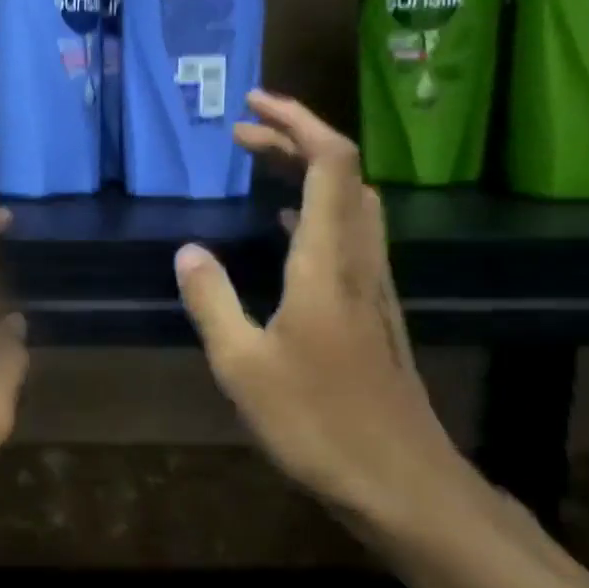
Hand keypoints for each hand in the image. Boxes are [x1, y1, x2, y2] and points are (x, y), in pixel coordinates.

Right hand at [175, 91, 477, 533]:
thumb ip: (212, 300)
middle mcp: (358, 260)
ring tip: (261, 164)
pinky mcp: (374, 310)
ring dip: (309, 171)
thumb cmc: (317, 423)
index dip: (296, 122)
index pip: (329, 163)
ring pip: (351, 201)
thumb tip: (188, 251)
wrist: (401, 483)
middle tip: (243, 132)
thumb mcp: (242, 365)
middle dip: (295, 138)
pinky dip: (317, 209)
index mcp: (326, 262)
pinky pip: (350, 235)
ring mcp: (373, 285)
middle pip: (343, 173)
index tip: (253, 104)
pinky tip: (287, 229)